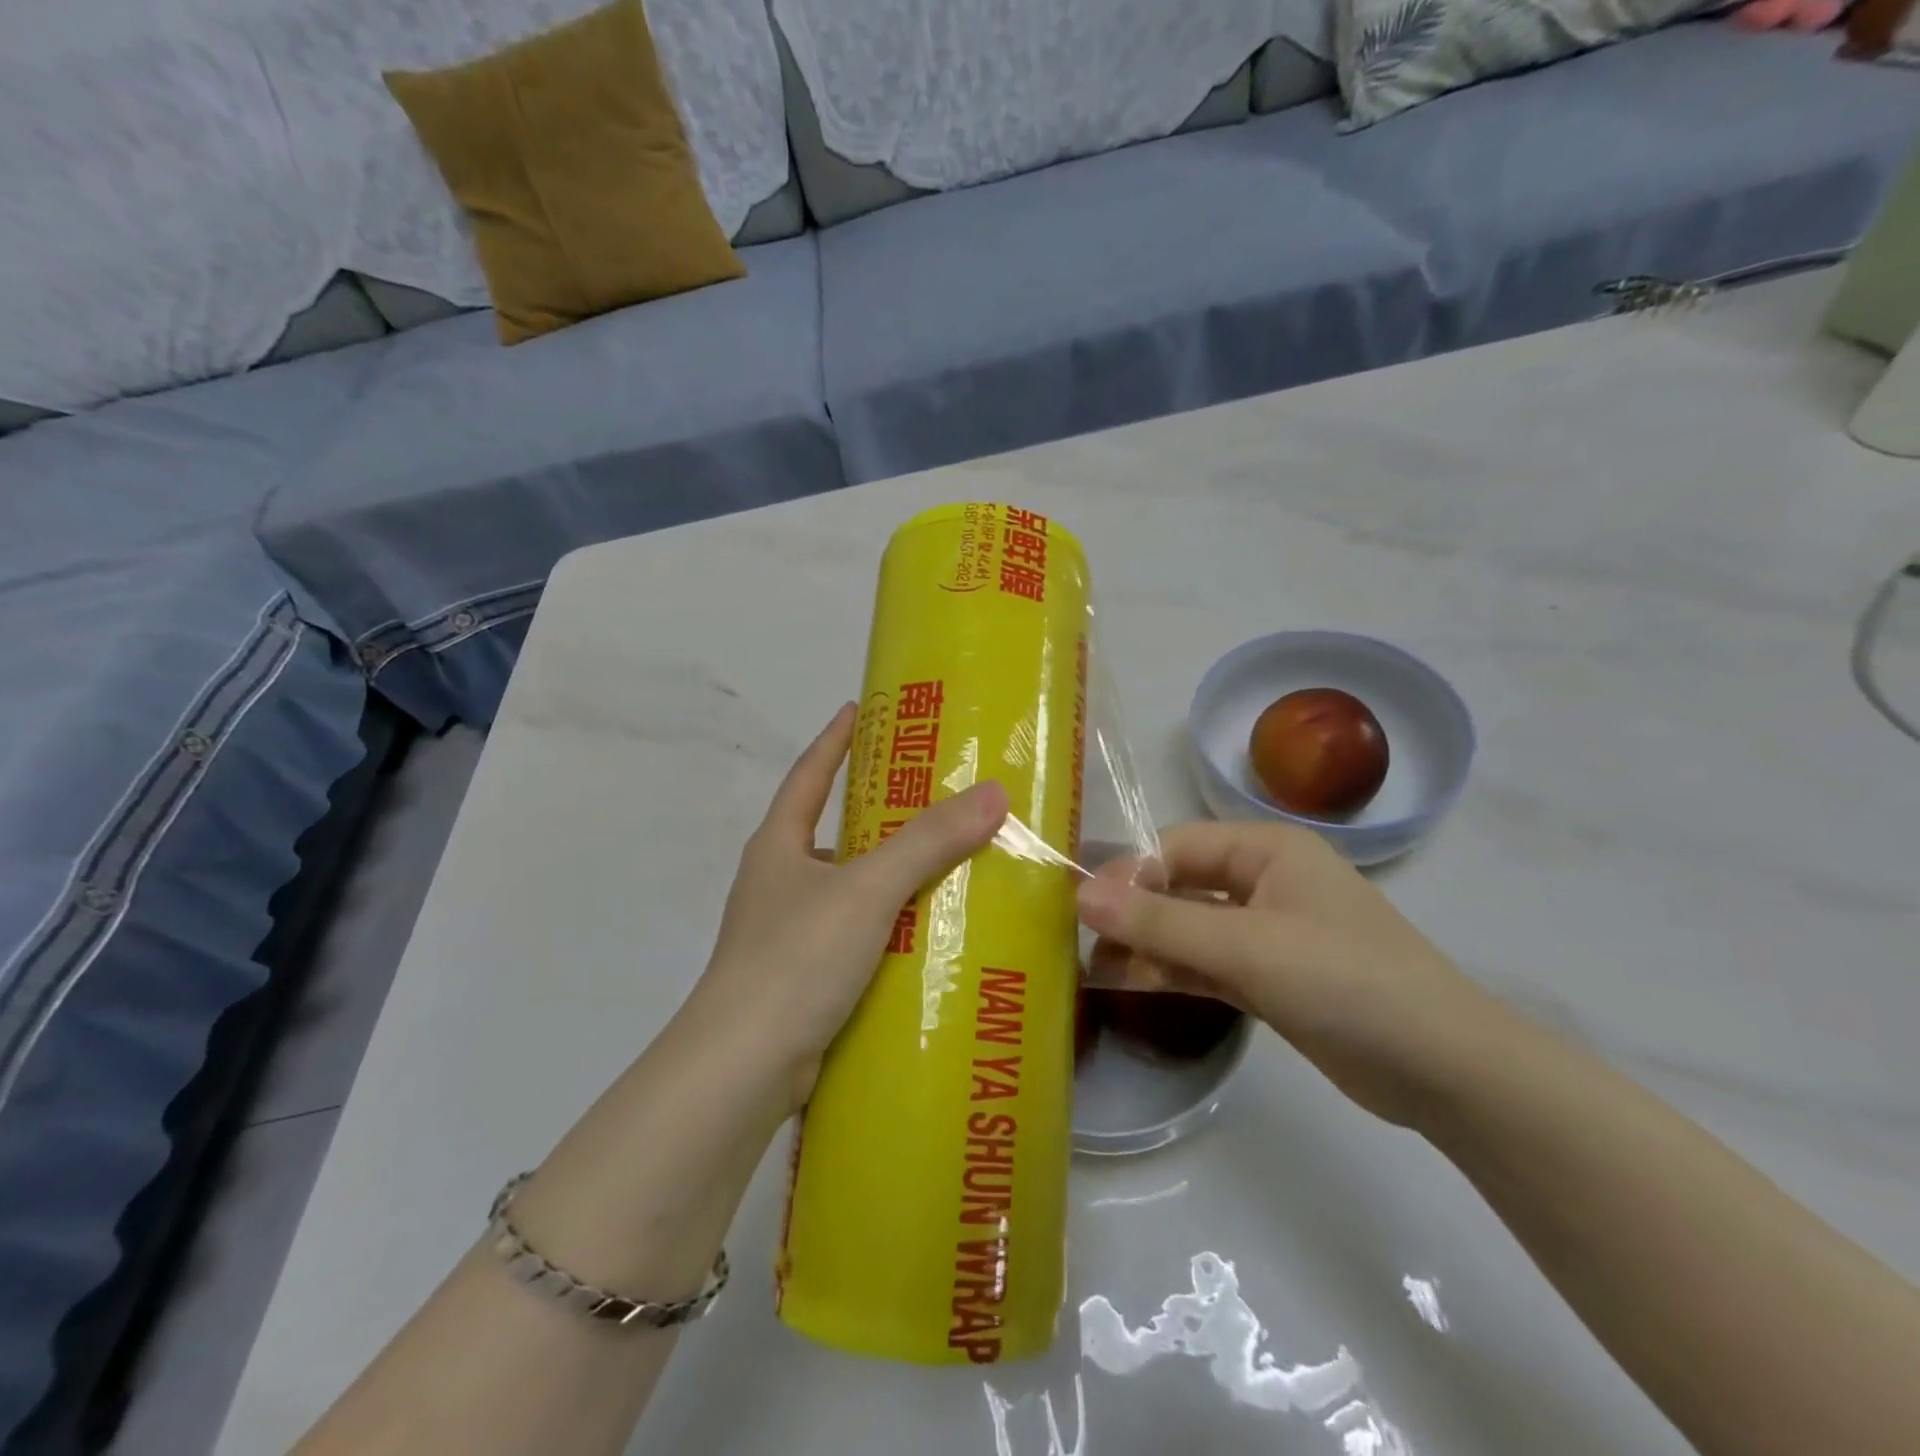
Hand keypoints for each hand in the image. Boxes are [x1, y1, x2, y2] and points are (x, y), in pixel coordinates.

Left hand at [688, 703, 1008, 1111]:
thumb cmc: (795, 959)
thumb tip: (992, 793)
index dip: (835, 740)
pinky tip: (930, 937)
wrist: (742, 1069)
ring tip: (949, 865)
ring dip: (892, 877)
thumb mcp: (867, 889)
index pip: (810, 775)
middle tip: (937, 796)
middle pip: (835, 831)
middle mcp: (780, 882)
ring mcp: (788, 933)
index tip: (860, 708)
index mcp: (780, 845)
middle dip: (880, 814)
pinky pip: (856, 937)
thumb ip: (928, 841)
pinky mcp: (803, 979)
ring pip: (850, 889)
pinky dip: (889, 929)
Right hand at [1077, 821, 1507, 1128]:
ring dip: (1144, 944)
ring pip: (1188, 927)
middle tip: (1077, 939)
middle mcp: (1263, 880)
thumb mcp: (1247, 945)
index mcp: (1266, 849)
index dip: (1128, 872)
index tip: (1083, 908)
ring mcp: (1266, 932)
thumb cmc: (1345, 980)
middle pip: (1179, 885)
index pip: (1176, 846)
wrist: (1444, 1070)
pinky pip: (1205, 963)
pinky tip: (1123, 982)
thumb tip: (1081, 895)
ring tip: (1089, 966)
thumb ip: (1161, 921)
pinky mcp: (1268, 977)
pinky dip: (1169, 971)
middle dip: (1131, 911)